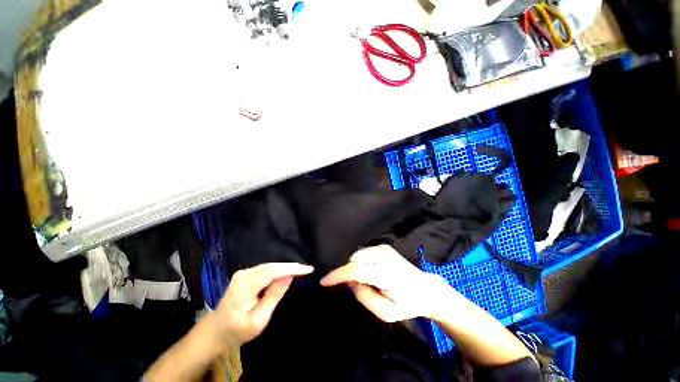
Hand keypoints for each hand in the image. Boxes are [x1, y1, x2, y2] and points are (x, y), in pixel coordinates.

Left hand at [210, 263, 313, 348]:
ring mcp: (244, 273)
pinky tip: (287, 272)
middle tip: (307, 269)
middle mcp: (244, 274)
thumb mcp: (258, 319)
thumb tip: (289, 276)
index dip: (292, 269)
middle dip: (291, 267)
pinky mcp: (246, 274)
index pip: (273, 272)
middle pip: (272, 267)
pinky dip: (278, 270)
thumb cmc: (237, 330)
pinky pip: (266, 269)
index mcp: (245, 286)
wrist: (216, 331)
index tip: (308, 269)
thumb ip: (273, 296)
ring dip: (286, 268)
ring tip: (301, 270)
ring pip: (270, 266)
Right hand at [320, 245, 454, 322]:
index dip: (337, 275)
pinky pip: (363, 252)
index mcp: (386, 273)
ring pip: (357, 255)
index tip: (323, 281)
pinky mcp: (384, 246)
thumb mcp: (386, 312)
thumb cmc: (407, 304)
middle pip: (354, 260)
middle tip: (352, 286)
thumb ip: (364, 296)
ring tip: (363, 280)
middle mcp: (383, 255)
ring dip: (354, 267)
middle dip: (346, 272)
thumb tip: (350, 281)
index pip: (355, 270)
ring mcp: (384, 248)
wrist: (425, 288)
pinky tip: (368, 271)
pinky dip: (360, 261)